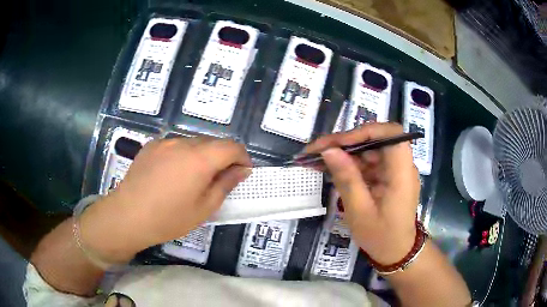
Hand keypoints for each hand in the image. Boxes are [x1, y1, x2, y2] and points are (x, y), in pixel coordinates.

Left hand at [79, 137, 251, 262]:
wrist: (128, 215)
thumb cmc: (169, 218)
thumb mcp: (204, 208)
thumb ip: (226, 184)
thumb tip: (242, 170)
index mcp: (200, 158)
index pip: (232, 146)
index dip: (243, 157)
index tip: (243, 173)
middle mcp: (184, 143)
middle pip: (213, 142)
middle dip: (223, 157)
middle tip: (219, 180)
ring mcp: (165, 142)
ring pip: (194, 143)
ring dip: (202, 156)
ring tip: (193, 178)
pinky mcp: (152, 145)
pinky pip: (175, 146)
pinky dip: (183, 155)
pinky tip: (173, 174)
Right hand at [305, 123, 419, 263]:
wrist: (396, 252)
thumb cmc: (381, 237)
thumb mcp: (359, 211)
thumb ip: (346, 179)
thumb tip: (328, 150)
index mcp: (402, 173)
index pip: (391, 134)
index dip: (365, 131)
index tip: (339, 143)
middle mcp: (401, 166)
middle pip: (376, 140)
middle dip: (345, 142)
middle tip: (317, 151)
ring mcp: (395, 170)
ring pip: (369, 150)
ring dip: (344, 153)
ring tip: (317, 160)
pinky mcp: (387, 177)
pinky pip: (368, 163)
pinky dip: (350, 165)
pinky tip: (332, 170)